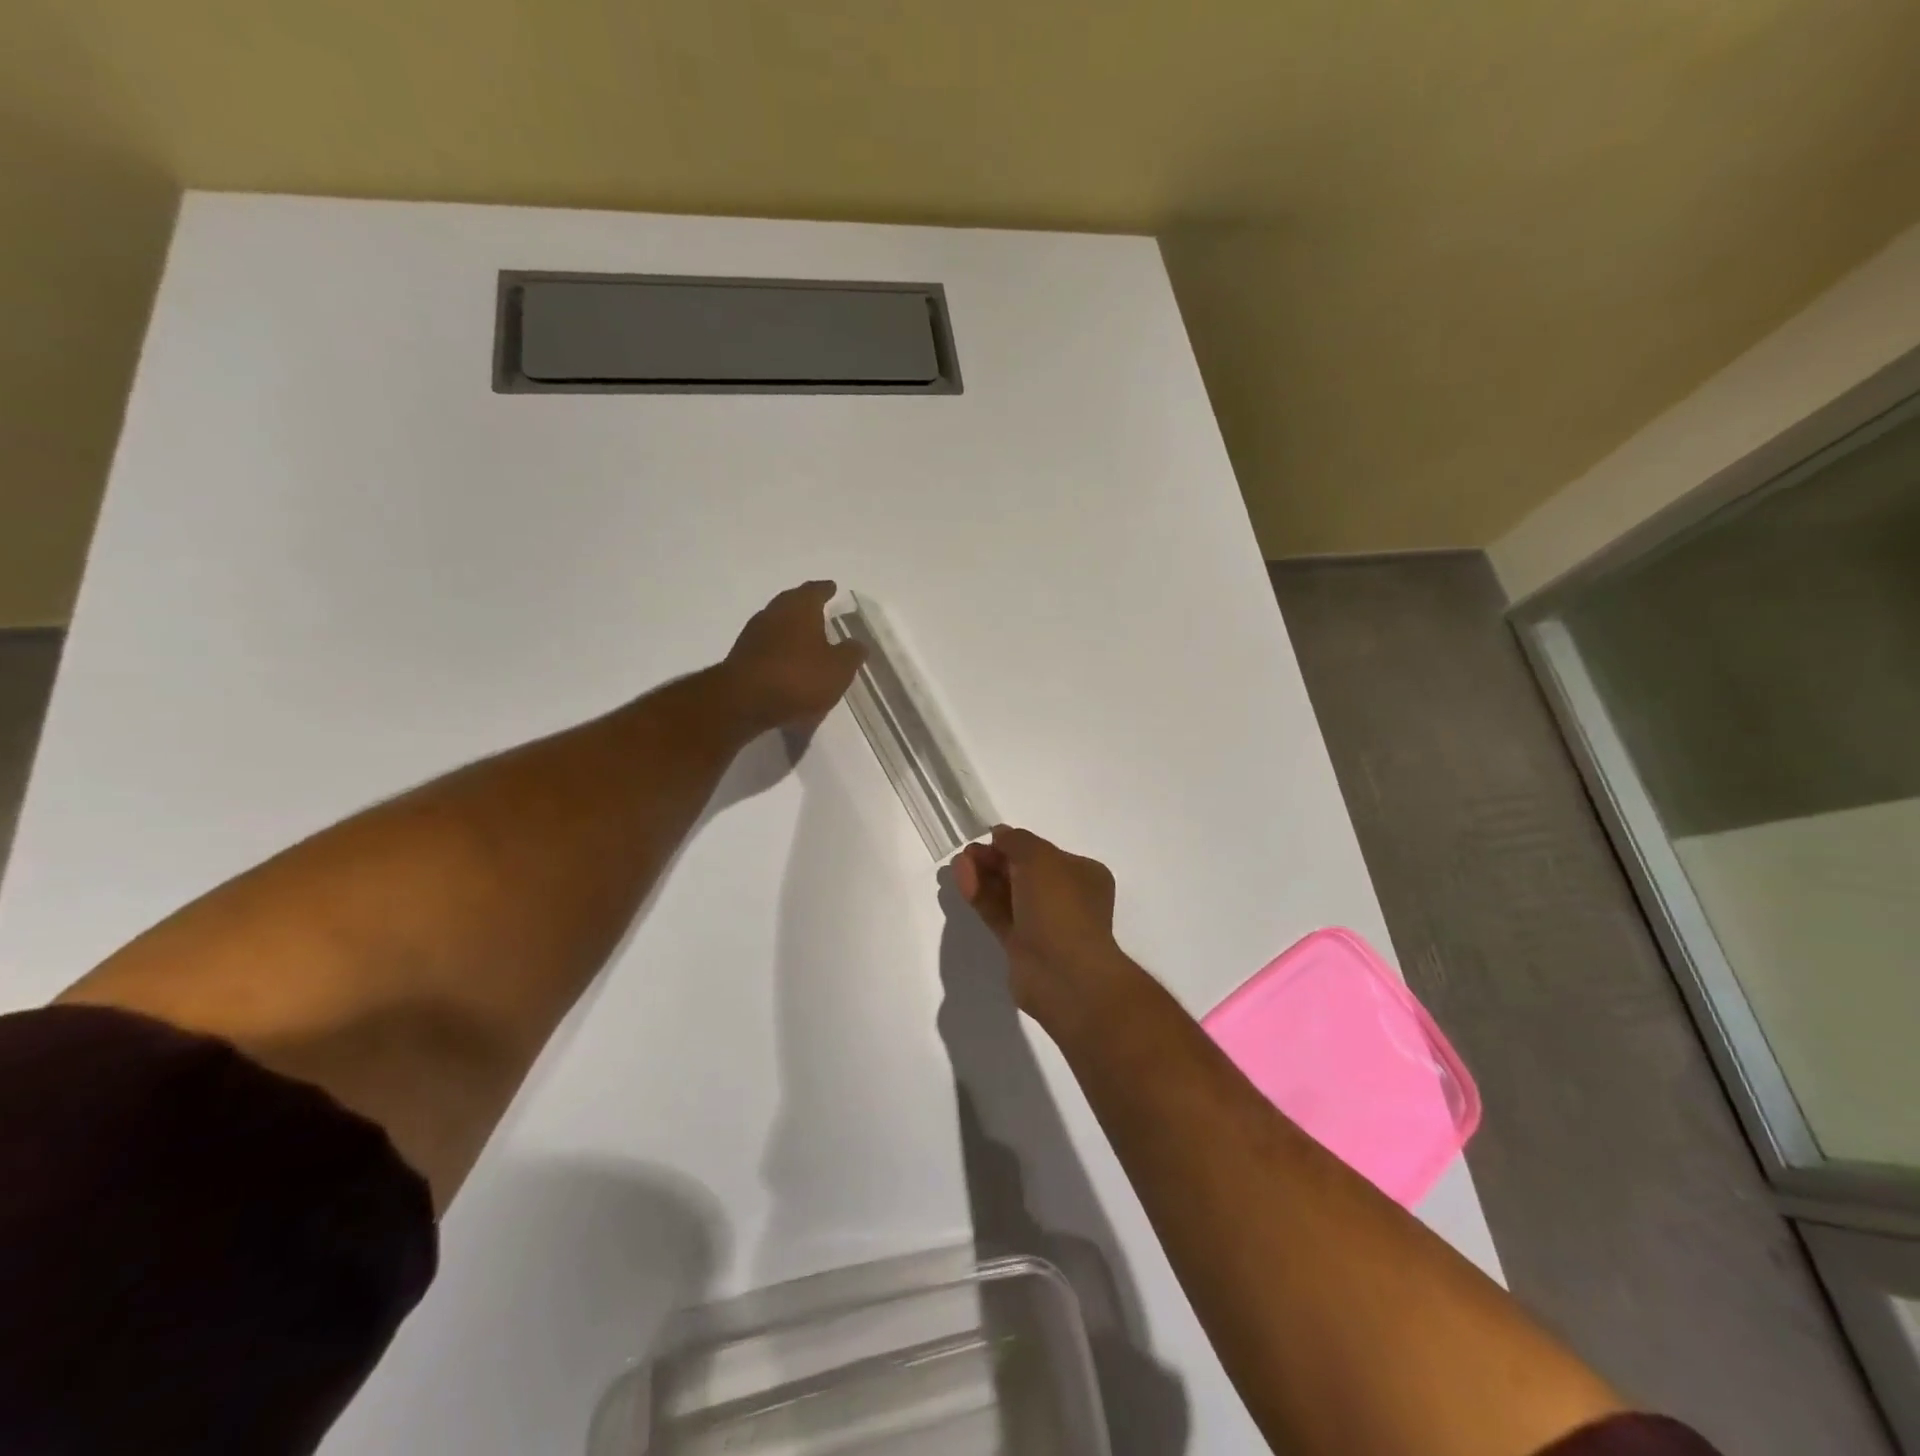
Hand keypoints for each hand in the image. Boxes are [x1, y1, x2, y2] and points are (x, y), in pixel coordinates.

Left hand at [723, 581, 865, 731]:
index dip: (825, 590)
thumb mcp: (838, 669)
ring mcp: (753, 635)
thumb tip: (858, 643)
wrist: (743, 702)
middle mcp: (774, 613)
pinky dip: (780, 652)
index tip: (832, 587)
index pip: (815, 591)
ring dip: (791, 630)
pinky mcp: (742, 658)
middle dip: (806, 607)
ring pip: (777, 625)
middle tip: (820, 611)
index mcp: (800, 608)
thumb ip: (851, 654)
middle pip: (792, 604)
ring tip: (806, 640)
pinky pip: (767, 648)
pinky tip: (788, 664)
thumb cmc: (798, 678)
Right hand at [954, 826, 1143, 1035]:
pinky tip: (962, 880)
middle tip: (968, 853)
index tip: (988, 839)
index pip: (1045, 853)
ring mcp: (1044, 924)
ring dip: (984, 876)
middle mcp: (1066, 898)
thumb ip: (1017, 841)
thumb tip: (1001, 834)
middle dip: (995, 860)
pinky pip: (999, 913)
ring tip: (958, 864)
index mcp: (1082, 875)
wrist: (1063, 974)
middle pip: (1024, 872)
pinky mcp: (1022, 945)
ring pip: (1009, 893)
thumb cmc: (1059, 906)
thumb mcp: (1040, 858)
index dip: (1015, 844)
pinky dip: (981, 896)